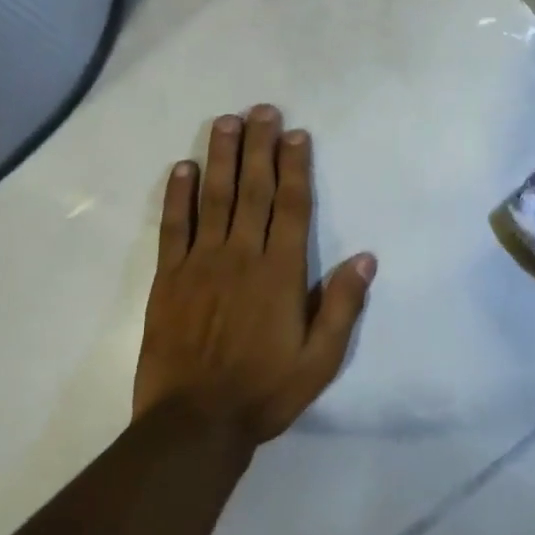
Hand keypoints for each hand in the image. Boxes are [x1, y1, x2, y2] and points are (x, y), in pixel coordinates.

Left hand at [135, 106, 376, 443]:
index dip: (294, 167)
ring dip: (221, 157)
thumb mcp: (319, 360)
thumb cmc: (264, 391)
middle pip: (252, 190)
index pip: (290, 206)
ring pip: (214, 198)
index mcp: (280, 273)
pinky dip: (178, 195)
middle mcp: (241, 256)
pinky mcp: (169, 278)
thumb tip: (365, 258)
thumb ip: (341, 306)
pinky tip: (182, 168)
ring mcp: (201, 264)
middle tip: (262, 109)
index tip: (296, 134)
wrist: (194, 424)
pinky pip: (173, 227)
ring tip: (225, 121)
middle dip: (259, 146)